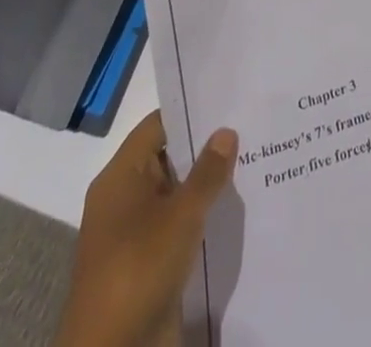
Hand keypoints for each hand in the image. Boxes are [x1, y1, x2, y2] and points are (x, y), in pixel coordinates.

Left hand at [53, 111, 237, 346]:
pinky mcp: (145, 265)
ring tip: (250, 163)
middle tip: (249, 129)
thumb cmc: (139, 269)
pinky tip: (232, 210)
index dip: (190, 111)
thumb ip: (207, 172)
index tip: (228, 101)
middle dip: (204, 148)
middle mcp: (123, 199)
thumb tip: (226, 131)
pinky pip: (175, 227)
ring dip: (204, 186)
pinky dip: (199, 218)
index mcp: (119, 177)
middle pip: (167, 158)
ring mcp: (133, 234)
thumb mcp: (180, 215)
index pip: (157, 126)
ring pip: (174, 195)